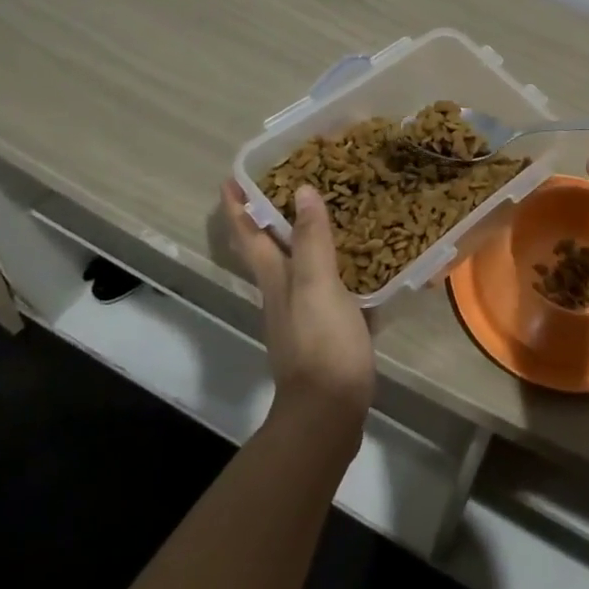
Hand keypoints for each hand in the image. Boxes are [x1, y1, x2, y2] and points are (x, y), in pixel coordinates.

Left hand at [221, 181, 374, 434]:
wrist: (329, 410)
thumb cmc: (321, 343)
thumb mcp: (318, 285)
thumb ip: (311, 239)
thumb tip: (301, 190)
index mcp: (275, 278)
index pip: (248, 234)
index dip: (237, 206)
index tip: (230, 178)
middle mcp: (282, 292)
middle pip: (268, 248)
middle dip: (267, 216)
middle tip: (285, 182)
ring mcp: (303, 313)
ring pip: (297, 265)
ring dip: (302, 238)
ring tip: (325, 212)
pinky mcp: (325, 329)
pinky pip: (326, 285)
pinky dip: (334, 266)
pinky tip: (358, 261)